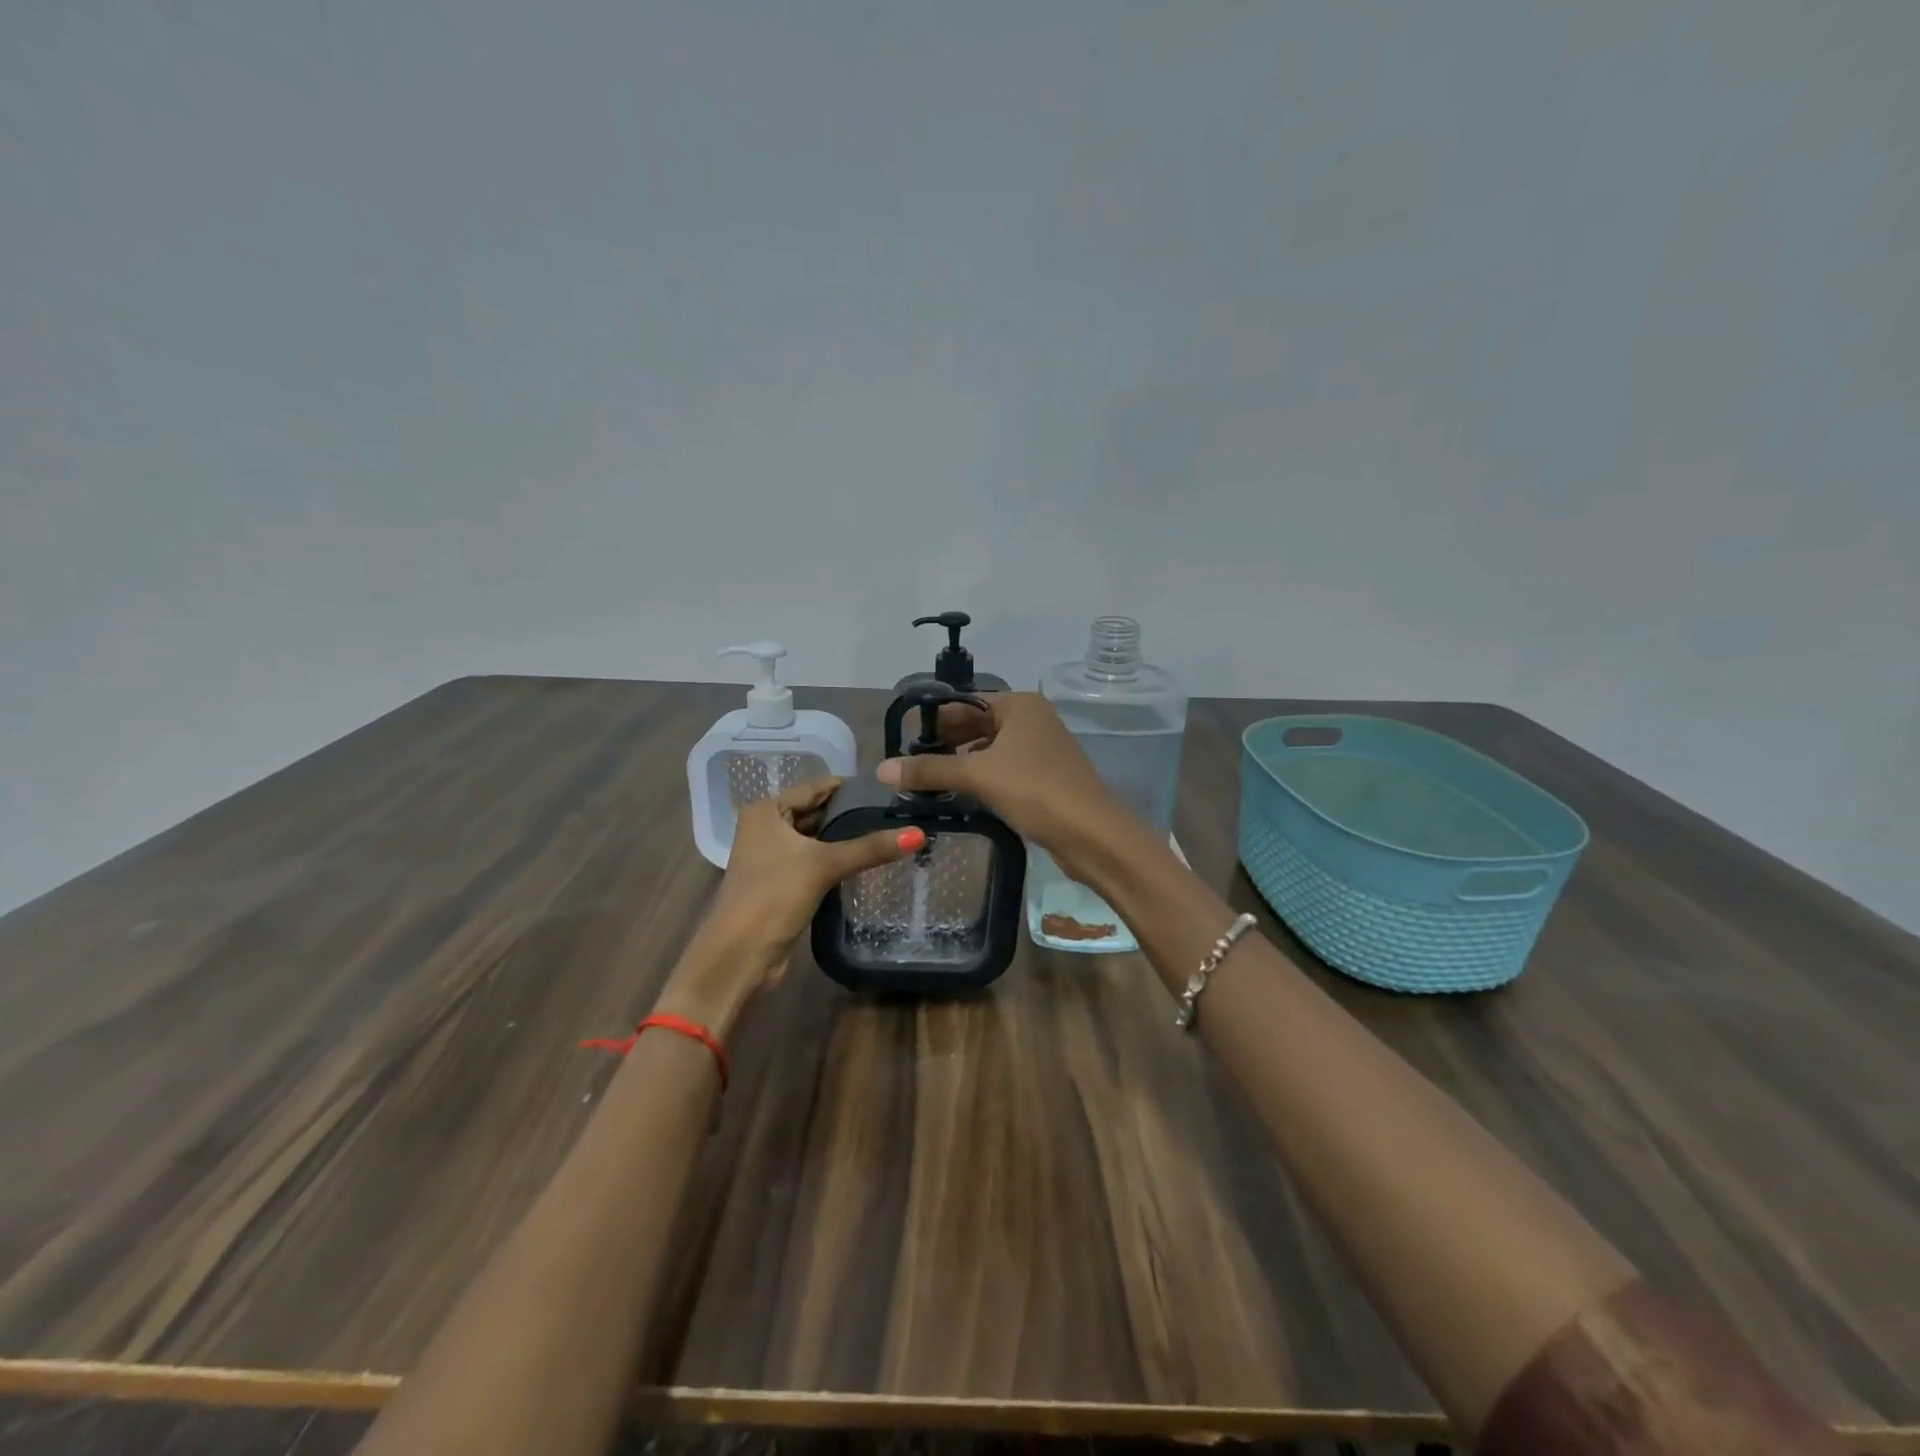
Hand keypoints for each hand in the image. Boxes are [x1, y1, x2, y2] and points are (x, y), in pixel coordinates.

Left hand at [660, 779, 920, 1029]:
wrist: (740, 954)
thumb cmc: (774, 895)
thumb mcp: (824, 865)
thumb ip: (870, 848)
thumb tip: (918, 834)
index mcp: (765, 811)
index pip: (814, 788)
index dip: (848, 788)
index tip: (887, 788)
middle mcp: (764, 828)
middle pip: (814, 812)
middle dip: (849, 814)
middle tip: (894, 810)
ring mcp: (770, 857)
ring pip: (814, 839)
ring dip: (843, 838)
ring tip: (887, 831)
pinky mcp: (779, 883)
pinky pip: (813, 861)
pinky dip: (835, 859)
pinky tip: (865, 860)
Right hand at [874, 692, 1128, 882]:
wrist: (1093, 835)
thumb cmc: (1036, 791)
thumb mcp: (979, 776)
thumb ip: (930, 771)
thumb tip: (881, 770)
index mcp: (1020, 705)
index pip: (965, 701)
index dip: (933, 718)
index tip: (902, 738)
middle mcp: (1032, 719)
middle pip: (976, 723)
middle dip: (944, 741)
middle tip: (908, 762)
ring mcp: (1040, 749)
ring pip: (988, 748)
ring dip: (959, 761)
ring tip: (925, 779)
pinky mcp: (1042, 777)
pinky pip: (1001, 768)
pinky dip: (978, 777)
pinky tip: (956, 794)